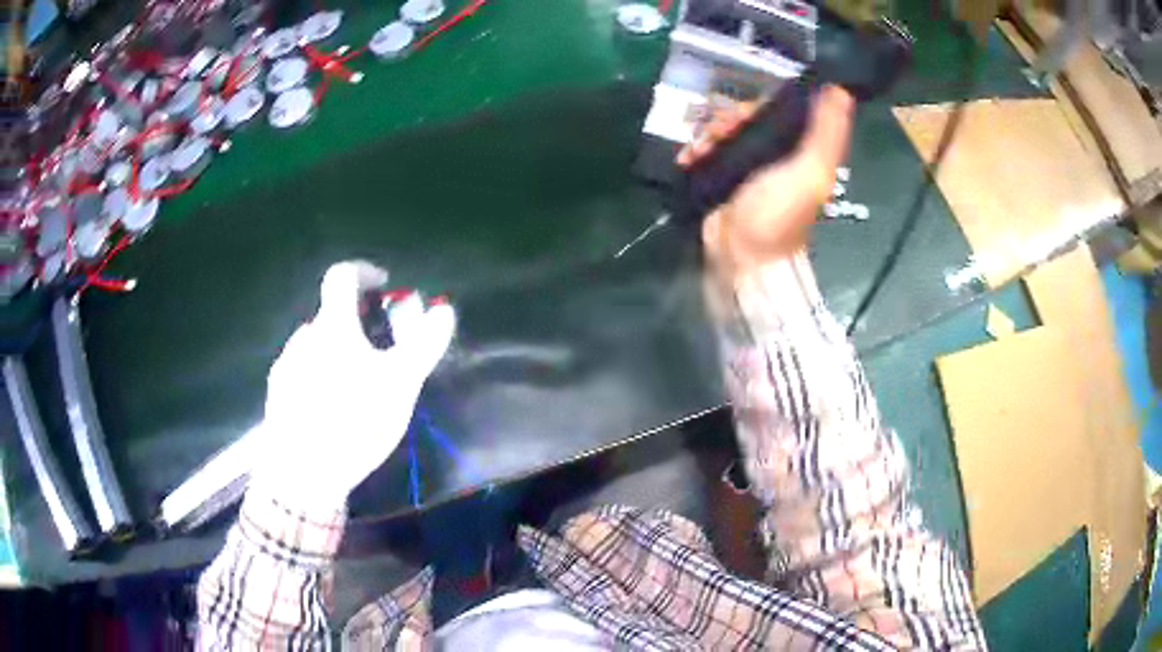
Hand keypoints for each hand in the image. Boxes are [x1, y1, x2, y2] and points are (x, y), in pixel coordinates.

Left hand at [249, 261, 455, 511]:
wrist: (301, 472)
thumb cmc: (353, 421)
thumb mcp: (400, 384)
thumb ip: (423, 344)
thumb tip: (444, 309)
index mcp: (332, 326)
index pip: (342, 276)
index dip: (364, 272)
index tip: (382, 287)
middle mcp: (303, 337)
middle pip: (331, 317)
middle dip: (355, 327)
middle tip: (378, 358)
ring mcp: (285, 366)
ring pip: (315, 347)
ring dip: (335, 355)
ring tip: (355, 391)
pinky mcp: (277, 395)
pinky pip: (301, 373)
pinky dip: (318, 378)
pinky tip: (330, 412)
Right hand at [679, 86, 854, 281]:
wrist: (745, 257)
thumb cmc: (780, 214)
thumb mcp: (811, 170)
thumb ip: (826, 132)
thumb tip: (842, 89)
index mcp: (799, 150)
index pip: (777, 111)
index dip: (758, 105)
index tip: (744, 113)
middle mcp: (774, 156)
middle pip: (746, 120)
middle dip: (727, 120)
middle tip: (718, 132)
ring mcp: (745, 169)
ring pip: (723, 134)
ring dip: (707, 134)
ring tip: (699, 150)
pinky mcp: (721, 181)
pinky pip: (706, 154)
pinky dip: (695, 152)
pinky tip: (688, 158)